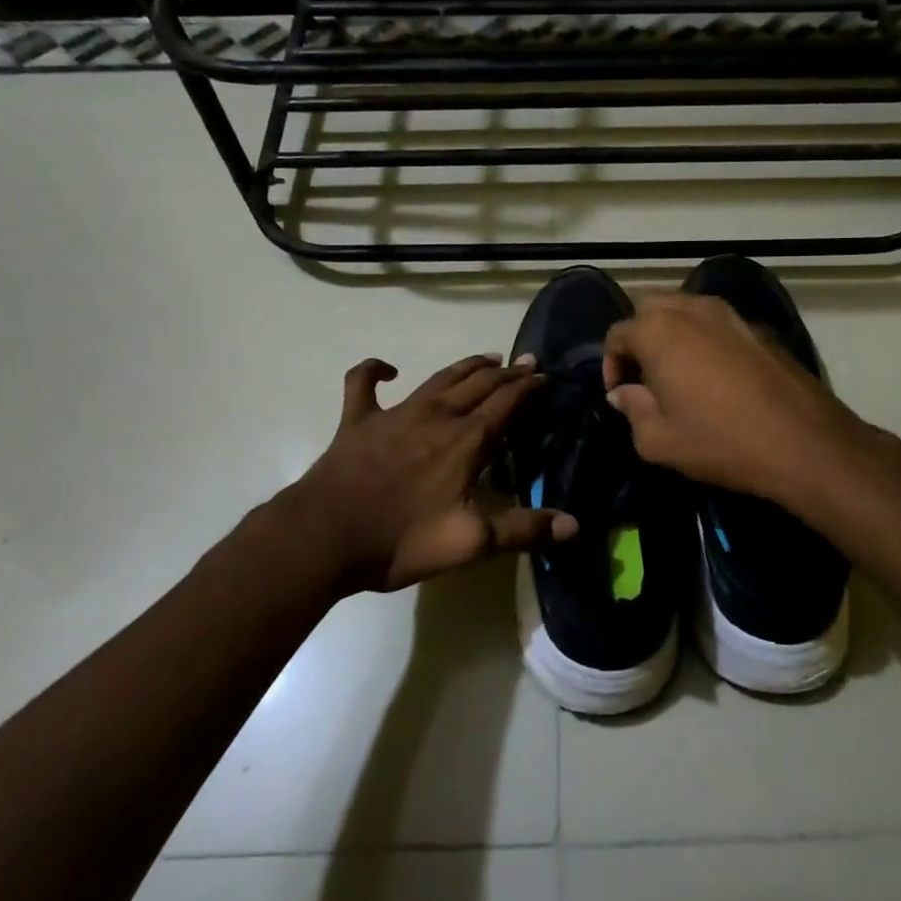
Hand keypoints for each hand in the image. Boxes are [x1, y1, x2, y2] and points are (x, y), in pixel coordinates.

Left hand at [282, 353, 577, 594]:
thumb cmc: (400, 540)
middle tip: (526, 362)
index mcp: (465, 442)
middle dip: (506, 372)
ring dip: (465, 366)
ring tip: (486, 357)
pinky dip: (373, 370)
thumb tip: (576, 525)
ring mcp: (394, 414)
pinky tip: (386, 369)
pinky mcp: (358, 421)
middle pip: (478, 385)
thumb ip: (523, 531)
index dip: (528, 389)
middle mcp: (436, 417)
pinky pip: (362, 384)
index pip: (506, 404)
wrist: (324, 536)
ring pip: (438, 379)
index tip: (545, 377)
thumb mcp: (470, 543)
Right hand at [602, 294, 873, 509]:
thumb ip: (632, 410)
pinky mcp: (759, 328)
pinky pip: (718, 323)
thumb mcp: (658, 441)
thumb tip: (625, 393)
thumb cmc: (720, 441)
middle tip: (645, 377)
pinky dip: (705, 339)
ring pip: (686, 309)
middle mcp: (692, 309)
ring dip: (673, 333)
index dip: (611, 364)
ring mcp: (730, 314)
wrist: (803, 442)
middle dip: (640, 338)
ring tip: (678, 373)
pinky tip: (716, 376)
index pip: (618, 333)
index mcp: (658, 331)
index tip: (620, 395)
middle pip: (650, 309)